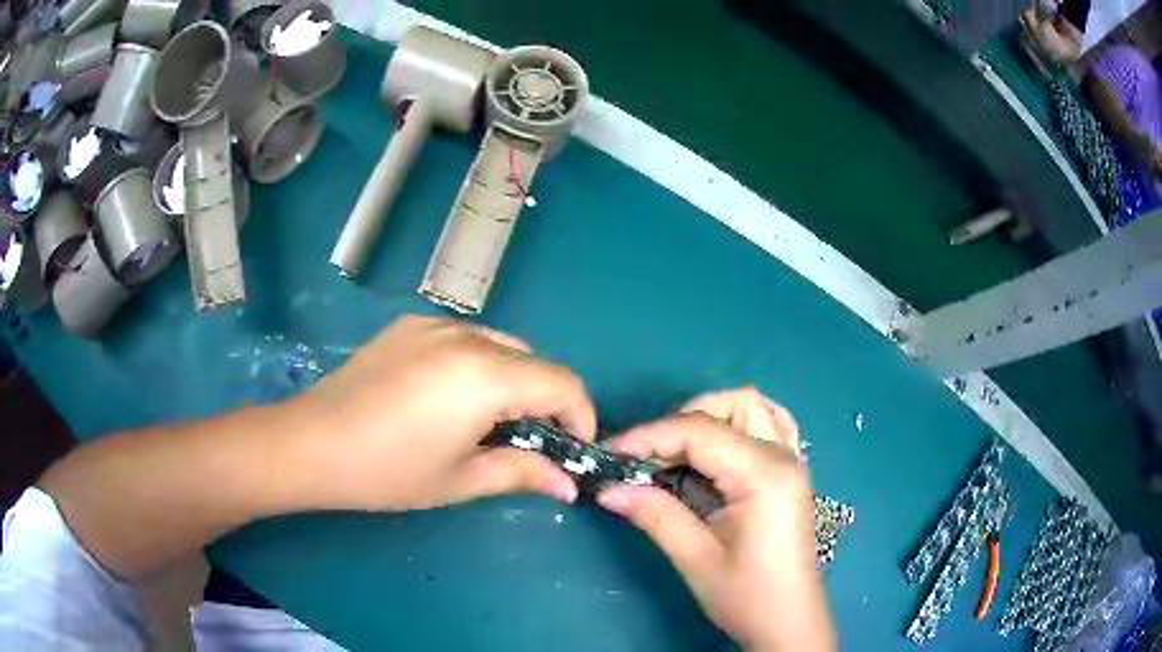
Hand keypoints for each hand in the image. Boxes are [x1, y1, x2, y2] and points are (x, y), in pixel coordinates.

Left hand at [285, 315, 596, 511]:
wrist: (311, 443)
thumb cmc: (387, 471)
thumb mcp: (460, 480)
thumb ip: (524, 474)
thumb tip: (568, 485)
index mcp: (485, 375)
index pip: (562, 383)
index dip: (580, 416)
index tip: (571, 450)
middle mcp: (466, 336)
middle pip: (534, 361)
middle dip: (545, 400)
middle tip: (526, 442)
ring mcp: (434, 324)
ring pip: (500, 346)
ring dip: (512, 380)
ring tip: (486, 420)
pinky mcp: (409, 325)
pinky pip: (464, 338)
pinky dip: (477, 364)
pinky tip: (447, 397)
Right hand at [596, 389, 833, 651]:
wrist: (788, 622)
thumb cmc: (747, 596)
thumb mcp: (696, 559)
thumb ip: (654, 515)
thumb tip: (607, 488)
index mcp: (764, 476)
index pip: (700, 431)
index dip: (649, 436)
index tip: (610, 453)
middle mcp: (783, 457)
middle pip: (731, 405)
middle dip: (681, 421)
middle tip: (647, 458)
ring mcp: (792, 461)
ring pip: (753, 406)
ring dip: (711, 416)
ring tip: (677, 452)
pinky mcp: (790, 473)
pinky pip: (771, 424)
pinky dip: (738, 424)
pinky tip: (717, 449)